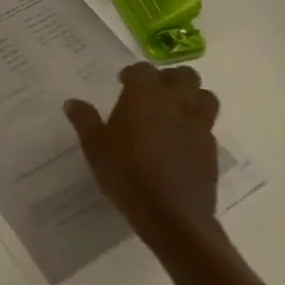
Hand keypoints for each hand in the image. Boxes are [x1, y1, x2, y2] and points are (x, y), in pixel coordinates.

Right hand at [65, 63, 221, 249]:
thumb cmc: (126, 173)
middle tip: (153, 92)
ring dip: (192, 98)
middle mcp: (176, 103)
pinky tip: (180, 143)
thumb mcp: (94, 146)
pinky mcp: (211, 151)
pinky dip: (196, 127)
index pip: (144, 69)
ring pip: (205, 97)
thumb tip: (73, 103)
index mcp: (145, 96)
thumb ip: (84, 120)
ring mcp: (198, 126)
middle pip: (185, 75)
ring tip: (173, 112)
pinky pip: (207, 127)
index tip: (123, 83)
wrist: (171, 214)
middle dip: (170, 78)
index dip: (133, 73)